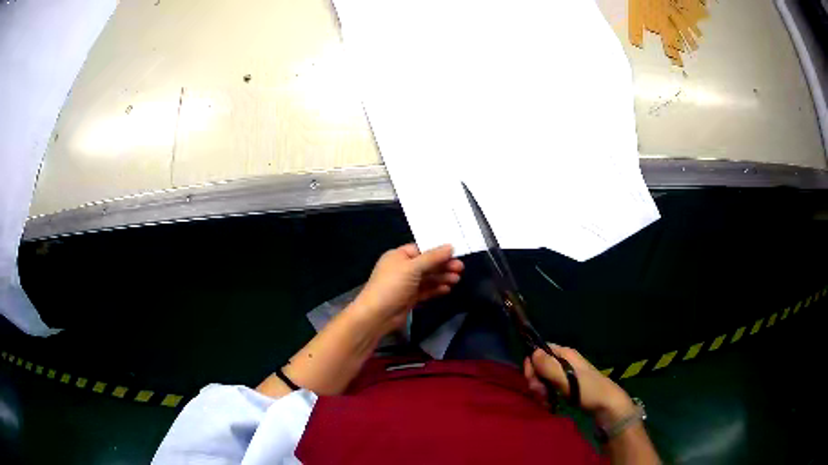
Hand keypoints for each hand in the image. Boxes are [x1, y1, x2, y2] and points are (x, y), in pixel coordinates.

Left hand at [352, 244, 463, 333]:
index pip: (421, 249)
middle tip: (461, 268)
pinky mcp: (409, 298)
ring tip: (457, 279)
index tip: (455, 253)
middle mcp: (402, 268)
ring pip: (427, 278)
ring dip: (442, 278)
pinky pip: (425, 291)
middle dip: (443, 266)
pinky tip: (447, 289)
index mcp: (398, 256)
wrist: (377, 315)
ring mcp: (406, 284)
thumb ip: (432, 257)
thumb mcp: (412, 268)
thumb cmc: (392, 286)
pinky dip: (436, 289)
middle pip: (426, 264)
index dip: (437, 251)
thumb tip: (450, 246)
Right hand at [524, 344, 635, 426]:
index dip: (532, 364)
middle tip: (540, 395)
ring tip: (546, 402)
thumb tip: (533, 353)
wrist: (607, 405)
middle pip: (539, 367)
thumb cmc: (588, 390)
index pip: (539, 351)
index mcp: (564, 354)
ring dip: (540, 392)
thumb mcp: (567, 378)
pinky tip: (550, 405)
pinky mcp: (565, 387)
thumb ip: (549, 366)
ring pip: (542, 379)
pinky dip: (546, 397)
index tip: (533, 380)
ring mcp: (564, 375)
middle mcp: (563, 361)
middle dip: (535, 381)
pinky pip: (548, 389)